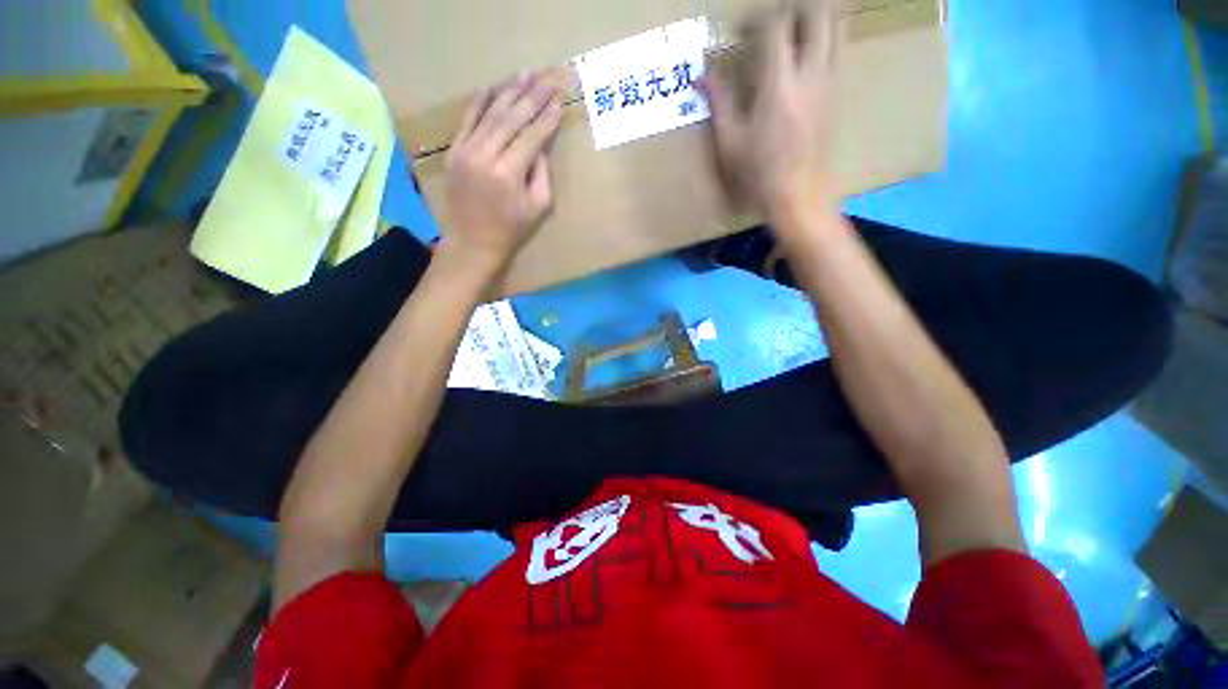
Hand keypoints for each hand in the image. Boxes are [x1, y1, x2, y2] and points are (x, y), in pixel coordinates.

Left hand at [442, 71, 563, 272]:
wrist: (468, 244)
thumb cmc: (510, 228)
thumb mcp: (539, 203)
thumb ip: (542, 167)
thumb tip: (543, 137)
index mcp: (508, 173)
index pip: (534, 133)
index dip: (549, 114)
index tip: (561, 97)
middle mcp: (484, 157)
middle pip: (513, 117)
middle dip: (533, 95)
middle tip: (549, 75)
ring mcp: (465, 152)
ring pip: (491, 114)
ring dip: (510, 91)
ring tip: (525, 73)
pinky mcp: (453, 152)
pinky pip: (467, 121)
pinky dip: (479, 103)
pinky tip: (491, 86)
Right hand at [697, 4, 841, 217]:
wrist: (803, 200)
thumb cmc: (761, 173)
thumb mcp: (729, 137)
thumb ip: (718, 99)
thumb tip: (699, 74)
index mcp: (780, 85)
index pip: (778, 29)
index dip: (762, 17)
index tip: (744, 27)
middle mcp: (811, 80)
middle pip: (819, 26)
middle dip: (805, 9)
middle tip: (785, 9)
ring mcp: (829, 89)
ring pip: (836, 39)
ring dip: (822, 22)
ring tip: (804, 16)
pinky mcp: (837, 100)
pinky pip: (837, 58)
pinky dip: (828, 42)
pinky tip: (814, 44)